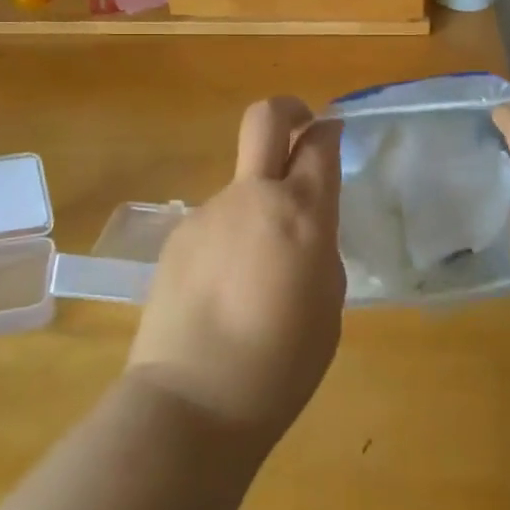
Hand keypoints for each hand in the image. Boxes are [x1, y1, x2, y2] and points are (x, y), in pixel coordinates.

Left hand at [127, 97, 345, 448]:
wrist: (193, 400)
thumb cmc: (281, 364)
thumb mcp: (328, 303)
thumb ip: (319, 249)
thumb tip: (303, 228)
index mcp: (301, 213)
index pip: (319, 144)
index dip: (329, 131)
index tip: (333, 134)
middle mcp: (252, 197)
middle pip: (266, 118)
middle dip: (289, 110)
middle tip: (301, 127)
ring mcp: (208, 213)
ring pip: (242, 184)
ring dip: (257, 204)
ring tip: (259, 270)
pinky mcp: (177, 237)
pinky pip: (216, 222)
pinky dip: (231, 237)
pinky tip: (226, 289)